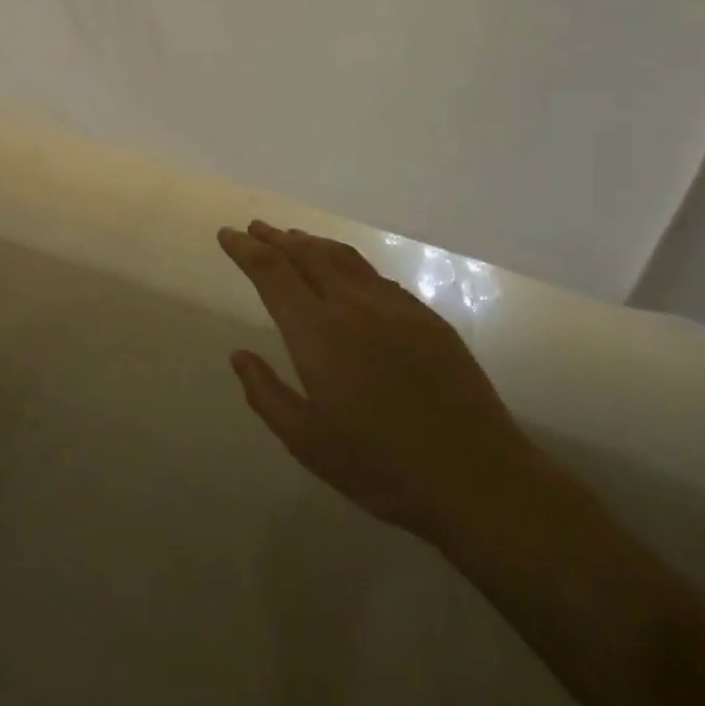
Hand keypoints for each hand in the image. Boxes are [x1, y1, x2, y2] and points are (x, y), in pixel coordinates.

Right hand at [219, 221, 545, 555]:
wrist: (477, 477)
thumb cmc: (381, 466)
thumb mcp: (307, 442)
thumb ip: (266, 394)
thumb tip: (239, 356)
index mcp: (317, 333)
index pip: (272, 272)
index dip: (245, 249)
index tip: (228, 235)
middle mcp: (353, 306)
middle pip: (307, 254)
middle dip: (275, 237)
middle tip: (255, 228)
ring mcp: (395, 307)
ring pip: (344, 257)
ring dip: (312, 242)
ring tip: (293, 238)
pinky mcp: (426, 317)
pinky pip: (375, 275)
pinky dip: (348, 262)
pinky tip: (346, 273)